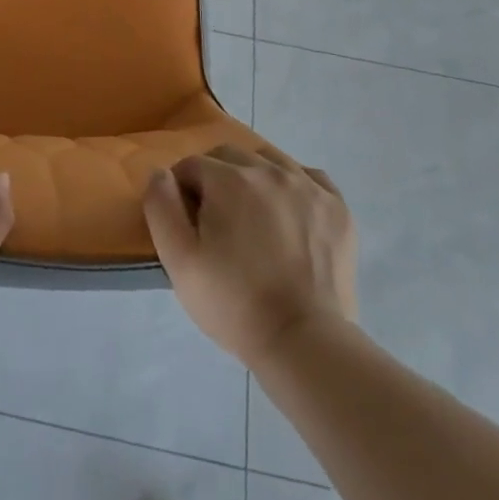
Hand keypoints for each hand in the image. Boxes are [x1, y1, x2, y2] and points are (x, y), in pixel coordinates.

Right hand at [143, 145, 358, 365]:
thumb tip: (161, 173)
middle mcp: (269, 169)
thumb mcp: (179, 261)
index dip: (183, 192)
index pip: (192, 165)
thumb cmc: (234, 303)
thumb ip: (161, 207)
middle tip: (218, 224)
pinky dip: (295, 187)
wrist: (304, 342)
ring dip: (254, 178)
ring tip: (254, 219)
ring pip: (269, 161)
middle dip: (216, 179)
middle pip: (229, 157)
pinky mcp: (337, 208)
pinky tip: (290, 215)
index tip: (189, 226)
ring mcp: (308, 186)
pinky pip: (310, 178)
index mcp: (229, 178)